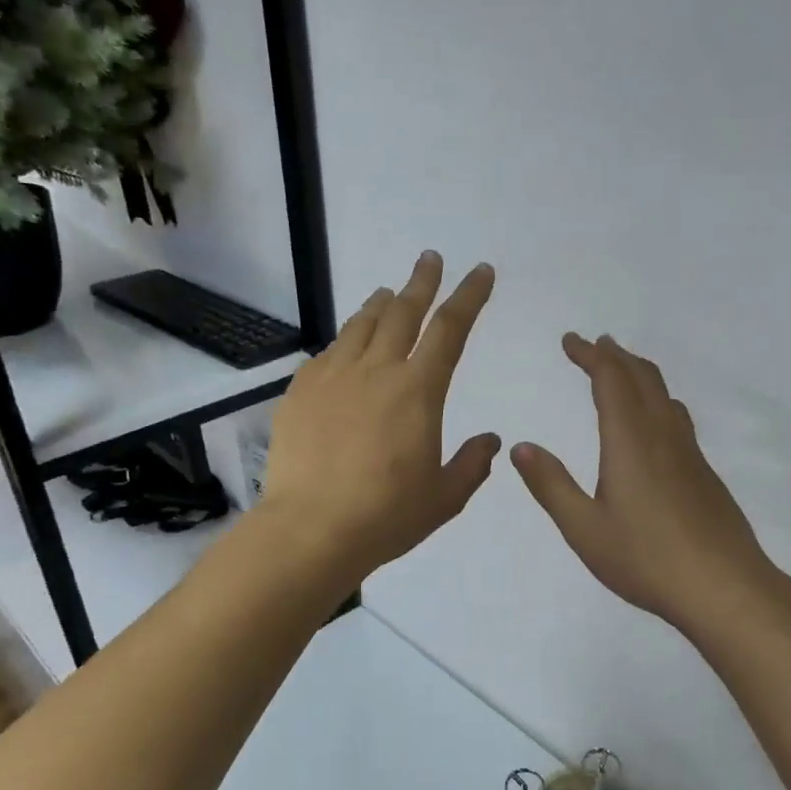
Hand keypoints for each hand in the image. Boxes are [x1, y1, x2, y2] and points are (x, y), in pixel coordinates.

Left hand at [259, 252, 500, 581]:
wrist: (309, 530)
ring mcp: (333, 377)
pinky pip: (328, 354)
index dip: (468, 296)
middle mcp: (376, 371)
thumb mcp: (444, 497)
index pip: (450, 328)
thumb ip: (472, 464)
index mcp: (418, 390)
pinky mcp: (300, 392)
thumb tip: (490, 440)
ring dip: (380, 305)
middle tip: (430, 259)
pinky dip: (345, 342)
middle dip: (422, 282)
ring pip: (361, 325)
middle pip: (403, 312)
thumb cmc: (386, 515)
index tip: (480, 272)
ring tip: (389, 294)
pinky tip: (346, 348)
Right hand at [512, 334, 774, 635]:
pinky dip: (657, 400)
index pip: (610, 380)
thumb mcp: (584, 528)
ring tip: (622, 372)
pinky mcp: (705, 474)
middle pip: (642, 378)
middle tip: (594, 345)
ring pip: (665, 395)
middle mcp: (663, 435)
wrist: (724, 587)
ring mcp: (690, 453)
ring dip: (639, 374)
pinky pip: (678, 418)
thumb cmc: (646, 558)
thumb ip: (551, 485)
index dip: (590, 354)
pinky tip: (655, 423)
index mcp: (630, 441)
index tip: (571, 340)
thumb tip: (521, 446)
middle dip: (615, 355)